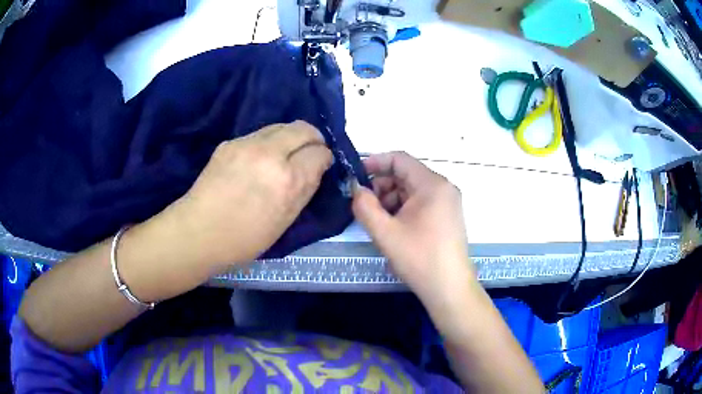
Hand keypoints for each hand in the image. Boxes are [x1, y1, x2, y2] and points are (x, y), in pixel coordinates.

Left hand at [157, 120, 331, 267]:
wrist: (199, 231)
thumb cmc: (245, 238)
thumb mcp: (286, 220)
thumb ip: (305, 189)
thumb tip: (316, 167)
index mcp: (288, 179)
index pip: (319, 152)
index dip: (324, 158)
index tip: (321, 166)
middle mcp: (270, 153)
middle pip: (304, 128)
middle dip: (313, 138)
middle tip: (309, 153)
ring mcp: (247, 144)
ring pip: (281, 126)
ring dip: (290, 138)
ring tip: (284, 155)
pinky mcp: (230, 142)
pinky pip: (259, 135)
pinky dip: (268, 143)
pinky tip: (258, 160)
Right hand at [352, 152, 474, 306]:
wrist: (448, 288)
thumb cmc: (419, 258)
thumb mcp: (385, 232)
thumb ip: (364, 206)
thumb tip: (356, 189)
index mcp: (432, 184)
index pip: (400, 159)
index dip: (375, 163)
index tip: (355, 176)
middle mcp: (443, 188)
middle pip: (406, 175)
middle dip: (382, 186)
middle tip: (365, 206)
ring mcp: (447, 202)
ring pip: (412, 190)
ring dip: (391, 200)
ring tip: (379, 222)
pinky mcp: (447, 216)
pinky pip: (421, 203)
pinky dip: (403, 209)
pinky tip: (393, 228)